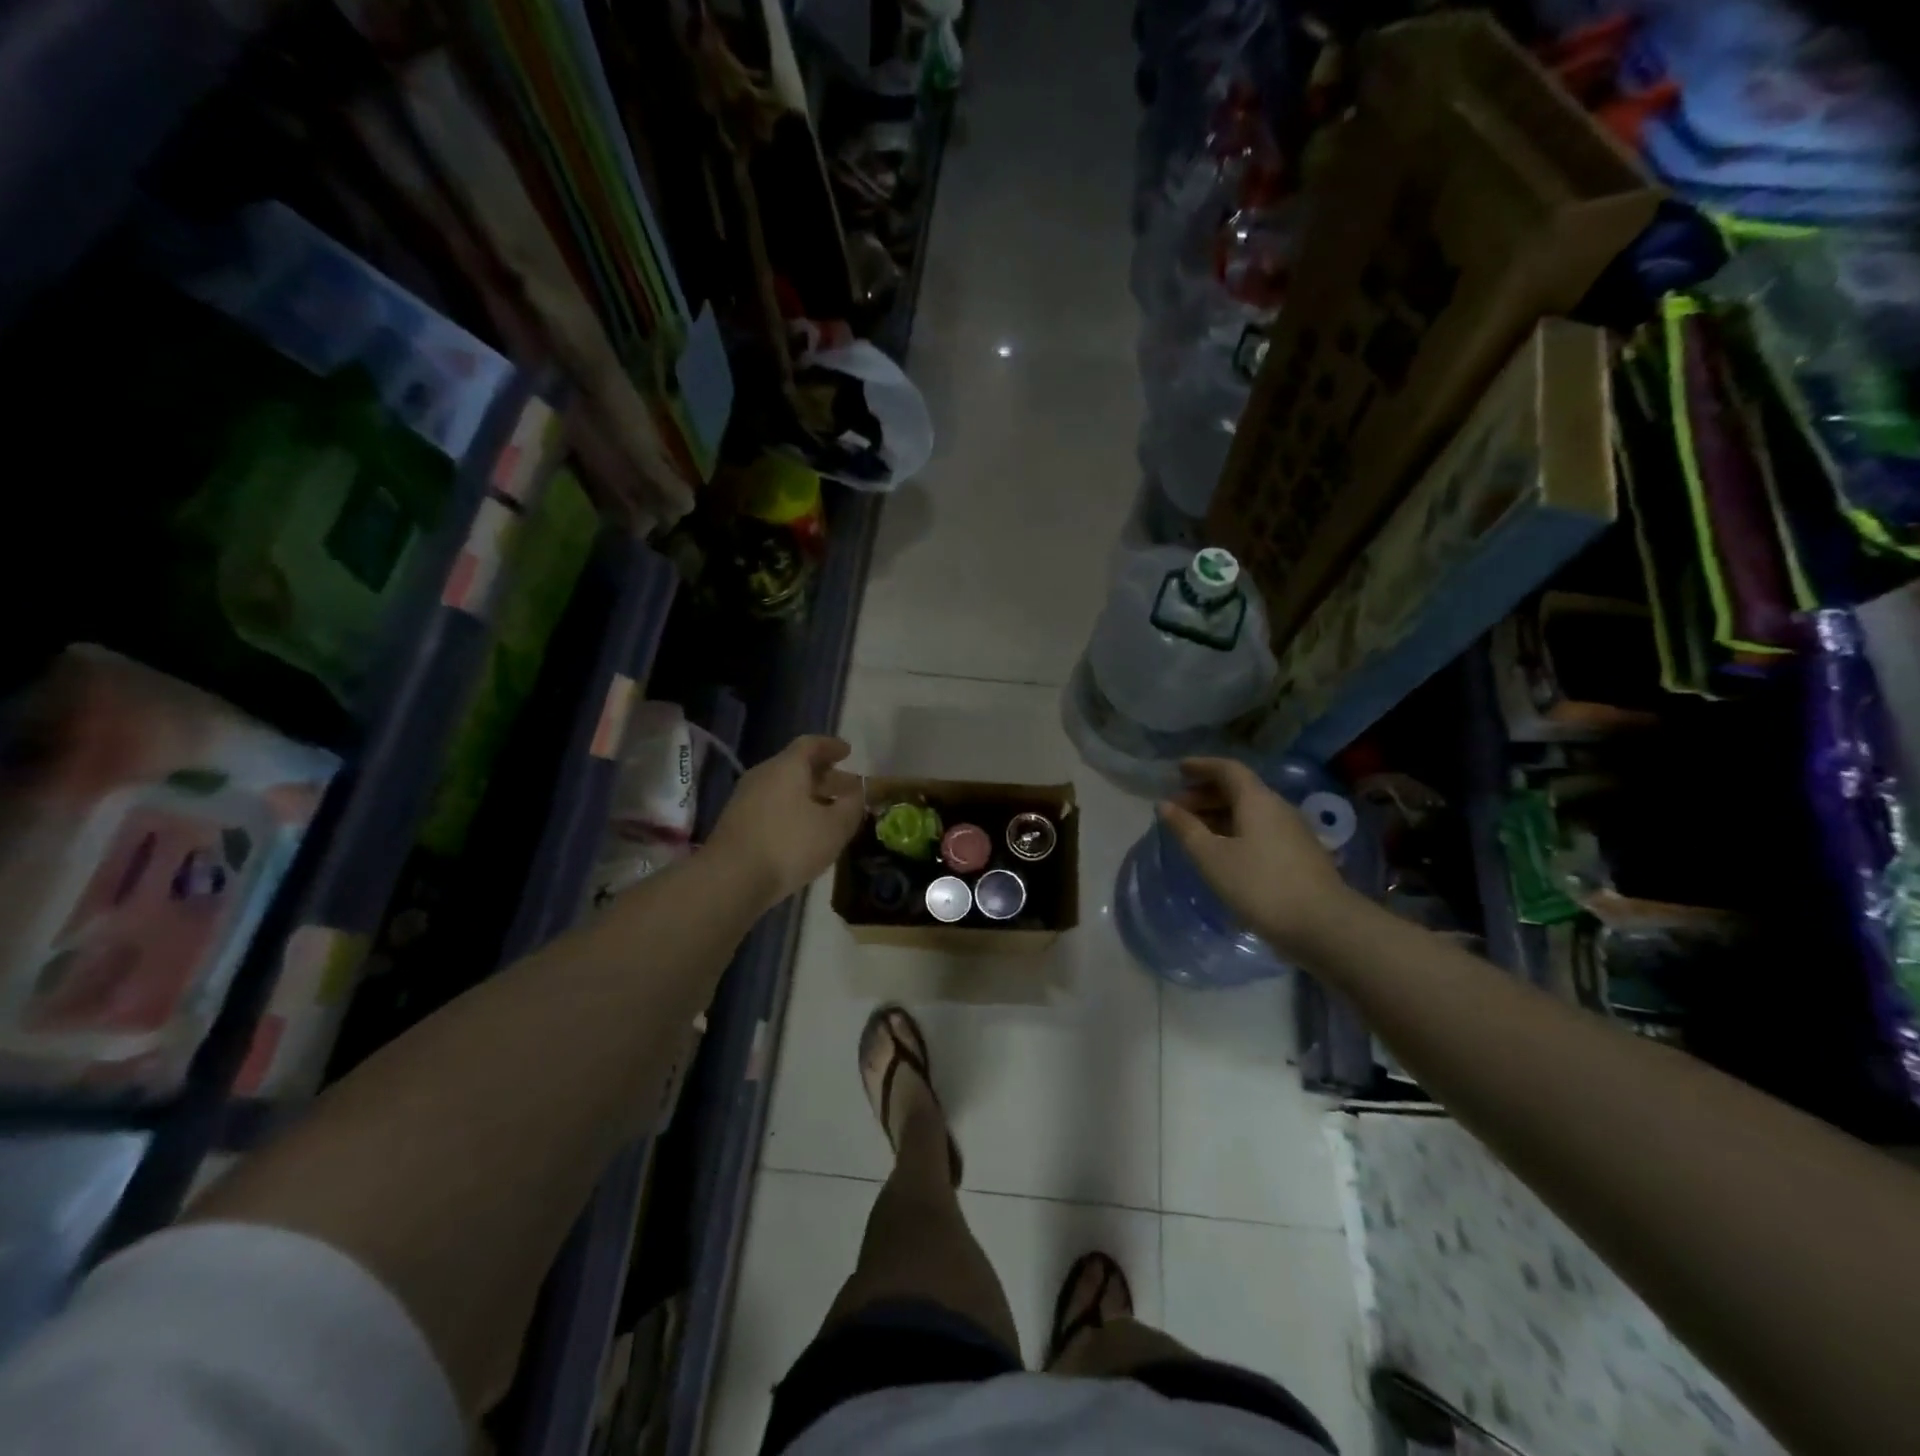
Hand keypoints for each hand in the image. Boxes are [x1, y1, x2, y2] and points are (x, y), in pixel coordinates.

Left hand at [708, 735, 864, 908]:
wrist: (731, 879)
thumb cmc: (789, 845)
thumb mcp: (834, 827)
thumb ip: (852, 805)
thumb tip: (859, 792)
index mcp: (787, 767)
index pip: (811, 744)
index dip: (832, 746)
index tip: (848, 752)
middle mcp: (763, 775)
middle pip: (797, 766)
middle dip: (826, 776)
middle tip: (848, 789)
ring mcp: (746, 798)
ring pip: (785, 788)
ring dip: (810, 796)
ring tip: (830, 813)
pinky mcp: (737, 822)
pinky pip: (773, 805)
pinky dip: (793, 810)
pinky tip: (805, 831)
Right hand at [1158, 758, 1361, 962]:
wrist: (1323, 925)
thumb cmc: (1259, 885)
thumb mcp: (1212, 857)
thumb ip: (1186, 829)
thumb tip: (1164, 805)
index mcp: (1257, 800)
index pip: (1228, 769)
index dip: (1202, 766)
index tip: (1178, 769)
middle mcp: (1278, 807)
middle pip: (1239, 789)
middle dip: (1206, 794)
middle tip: (1177, 807)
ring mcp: (1293, 832)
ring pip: (1250, 812)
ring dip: (1220, 814)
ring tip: (1194, 831)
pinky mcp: (1299, 854)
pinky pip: (1260, 830)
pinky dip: (1235, 830)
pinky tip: (1223, 851)